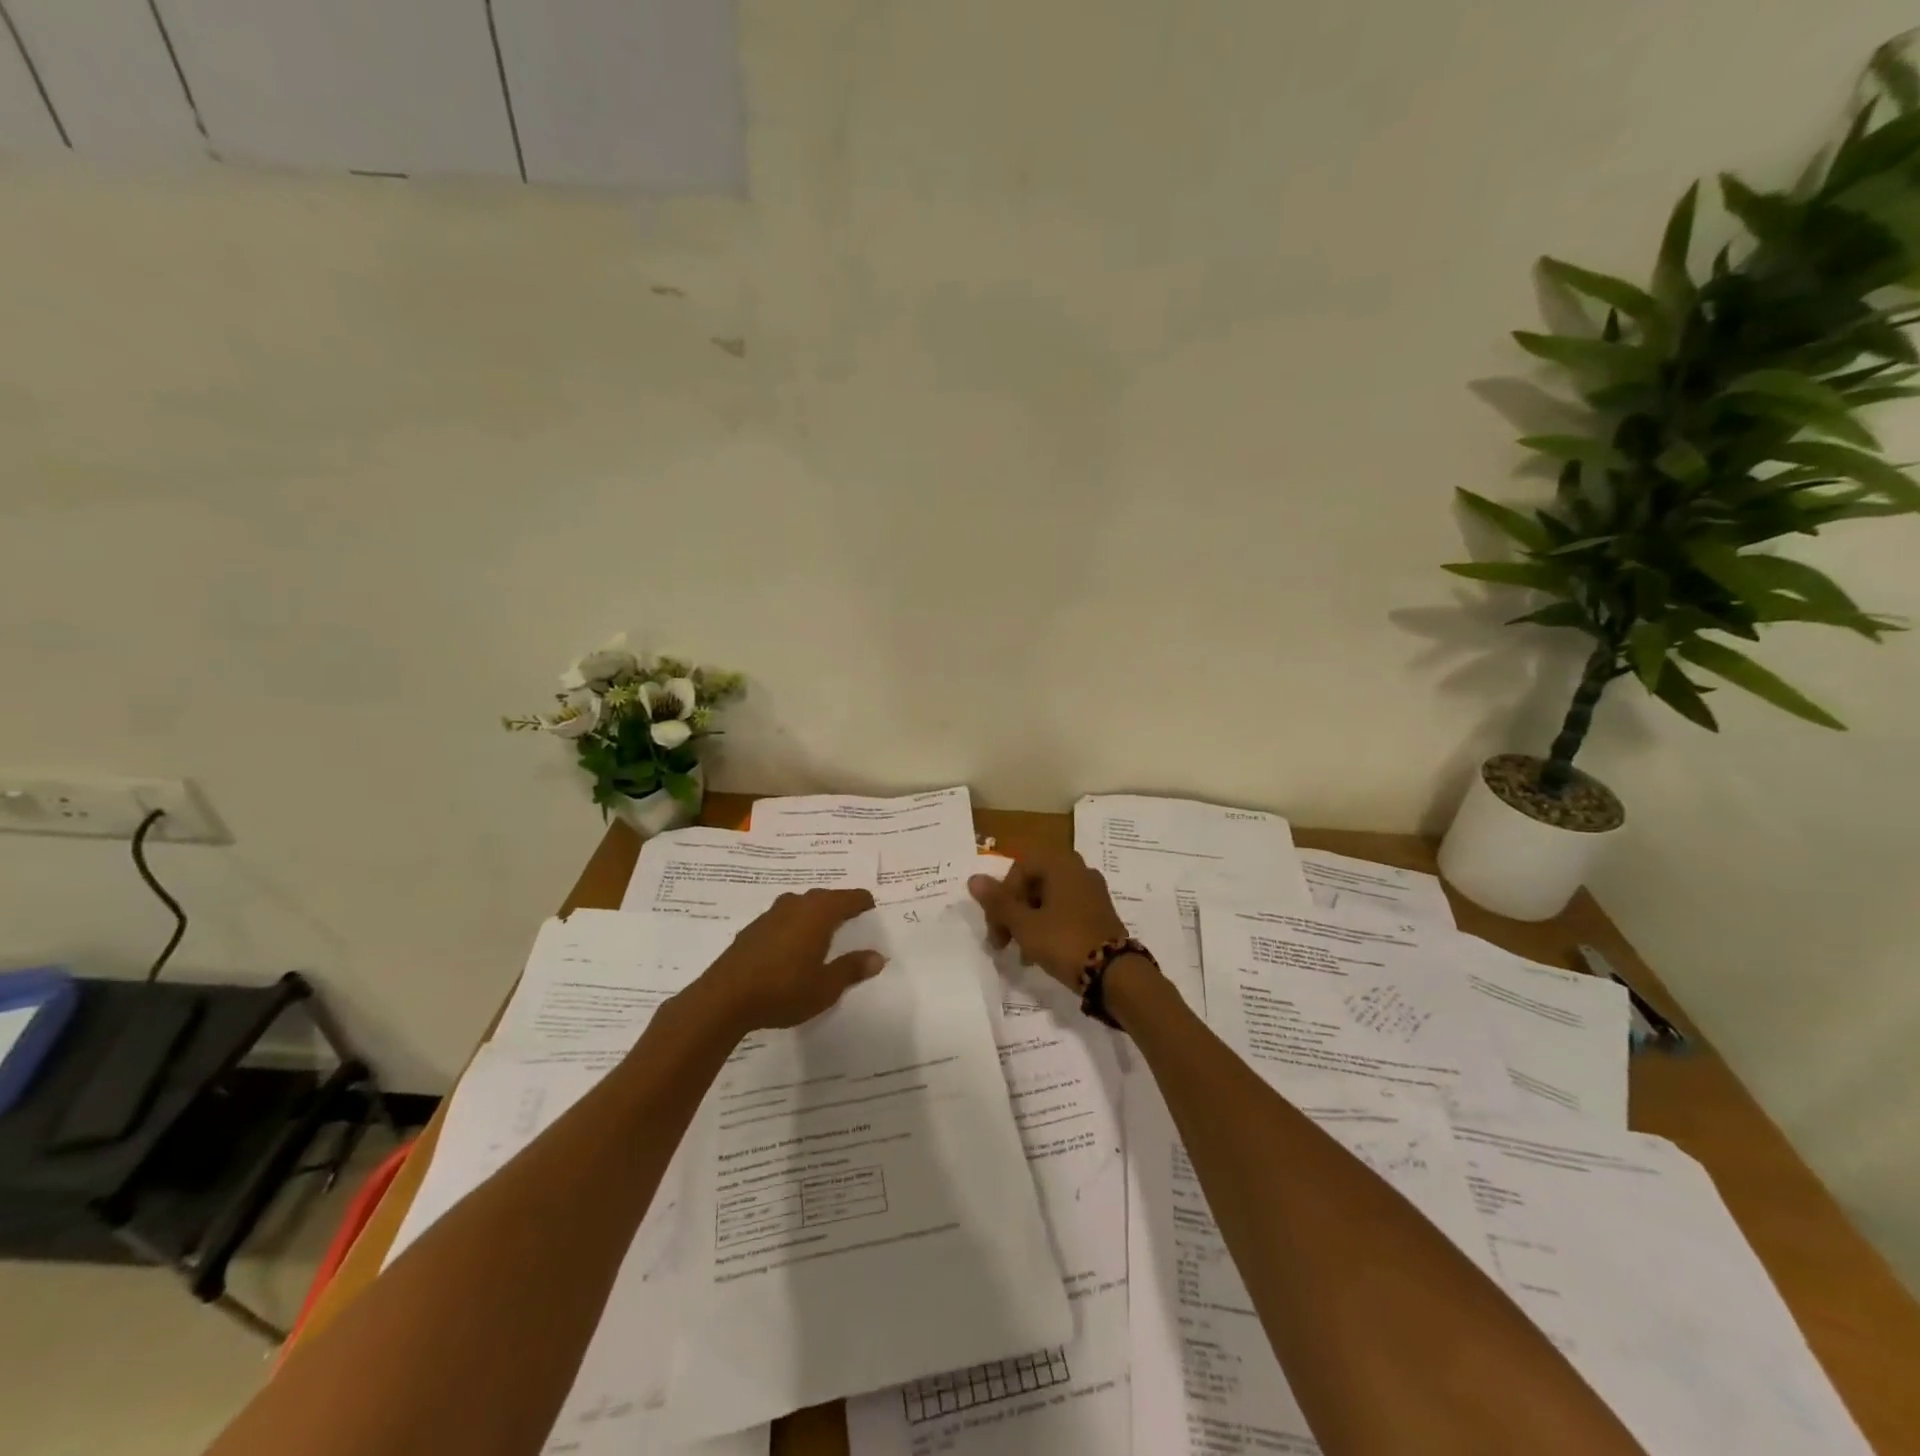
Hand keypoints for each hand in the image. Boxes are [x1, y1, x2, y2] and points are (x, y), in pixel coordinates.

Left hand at [691, 888, 885, 1032]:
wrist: (724, 999)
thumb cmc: (784, 990)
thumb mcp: (826, 987)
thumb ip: (852, 969)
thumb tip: (878, 957)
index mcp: (819, 912)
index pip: (851, 897)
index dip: (864, 904)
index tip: (873, 914)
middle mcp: (796, 904)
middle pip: (826, 897)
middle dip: (840, 907)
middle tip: (853, 923)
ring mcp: (771, 914)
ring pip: (802, 905)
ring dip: (815, 915)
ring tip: (824, 935)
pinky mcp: (753, 928)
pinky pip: (784, 918)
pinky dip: (795, 926)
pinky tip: (792, 948)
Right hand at [968, 848, 1129, 992]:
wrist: (1115, 973)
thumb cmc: (1064, 941)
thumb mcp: (1025, 925)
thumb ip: (998, 902)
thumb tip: (974, 878)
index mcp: (1060, 864)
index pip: (1018, 869)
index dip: (1002, 897)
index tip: (997, 927)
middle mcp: (1078, 869)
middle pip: (1033, 883)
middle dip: (1013, 910)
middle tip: (1002, 941)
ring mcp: (1092, 890)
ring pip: (1048, 898)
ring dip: (1029, 920)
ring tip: (1022, 953)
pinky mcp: (1100, 911)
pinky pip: (1066, 909)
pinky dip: (1049, 925)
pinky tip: (1042, 952)